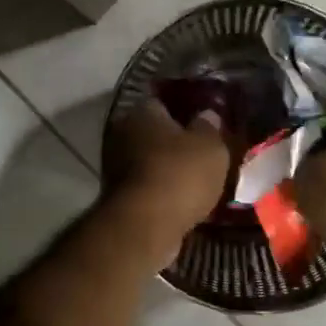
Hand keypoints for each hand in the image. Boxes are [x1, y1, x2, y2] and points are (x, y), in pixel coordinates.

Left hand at [105, 99, 231, 265]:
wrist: (145, 224)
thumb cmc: (180, 174)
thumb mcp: (210, 146)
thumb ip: (210, 127)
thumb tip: (207, 114)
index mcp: (142, 112)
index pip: (162, 102)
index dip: (183, 111)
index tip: (202, 123)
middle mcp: (122, 133)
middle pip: (152, 132)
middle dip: (172, 142)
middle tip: (199, 153)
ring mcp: (114, 166)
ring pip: (147, 161)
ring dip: (165, 168)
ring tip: (194, 180)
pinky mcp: (116, 196)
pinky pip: (145, 186)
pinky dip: (159, 191)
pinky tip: (180, 200)